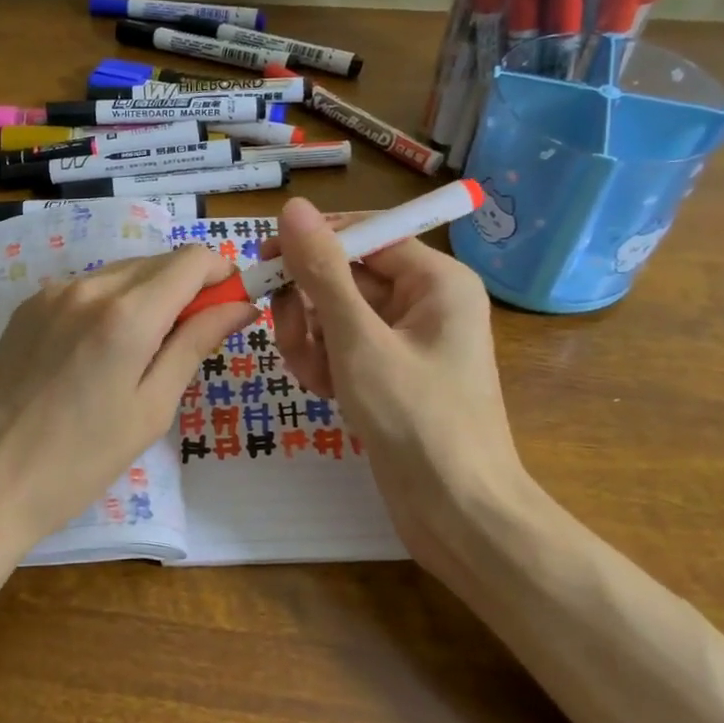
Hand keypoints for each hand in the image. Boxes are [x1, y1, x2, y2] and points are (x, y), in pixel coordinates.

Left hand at [0, 248, 256, 562]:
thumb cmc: (79, 460)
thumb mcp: (150, 408)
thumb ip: (195, 344)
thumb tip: (241, 305)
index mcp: (126, 313)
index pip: (192, 261)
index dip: (222, 274)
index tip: (234, 305)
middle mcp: (89, 286)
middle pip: (158, 262)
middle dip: (189, 287)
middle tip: (195, 338)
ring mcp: (51, 293)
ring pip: (122, 272)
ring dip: (150, 295)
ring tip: (147, 352)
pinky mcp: (27, 308)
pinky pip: (87, 288)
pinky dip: (112, 303)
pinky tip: (103, 350)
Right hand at [265, 197, 528, 571]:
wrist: (457, 515)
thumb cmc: (416, 420)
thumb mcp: (359, 341)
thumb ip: (323, 272)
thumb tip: (294, 208)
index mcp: (435, 280)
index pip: (365, 234)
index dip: (314, 243)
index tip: (266, 258)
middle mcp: (423, 301)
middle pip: (345, 276)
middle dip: (309, 305)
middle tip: (289, 335)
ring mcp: (405, 340)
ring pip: (336, 314)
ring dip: (311, 339)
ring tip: (313, 375)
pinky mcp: (389, 373)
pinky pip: (343, 348)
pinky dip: (325, 363)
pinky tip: (324, 392)